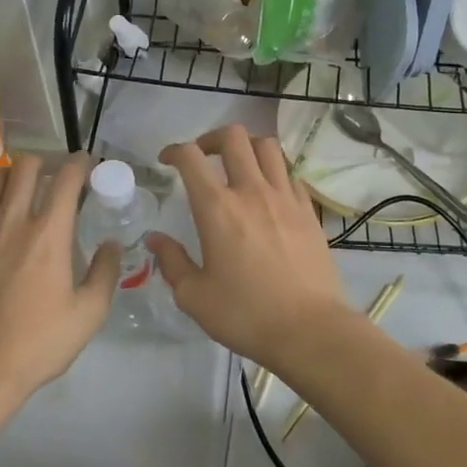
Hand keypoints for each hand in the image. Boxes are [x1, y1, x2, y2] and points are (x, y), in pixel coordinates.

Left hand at [0, 156, 119, 404]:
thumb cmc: (37, 343)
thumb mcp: (88, 315)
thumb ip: (104, 273)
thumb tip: (110, 244)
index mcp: (48, 233)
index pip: (67, 179)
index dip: (80, 164)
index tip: (86, 163)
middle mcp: (10, 220)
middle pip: (25, 167)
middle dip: (44, 163)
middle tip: (52, 178)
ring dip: (9, 179)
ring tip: (17, 194)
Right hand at [148, 126, 350, 372]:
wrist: (310, 330)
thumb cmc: (246, 315)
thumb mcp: (194, 296)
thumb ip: (172, 262)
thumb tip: (156, 239)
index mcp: (217, 209)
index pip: (191, 158)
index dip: (174, 150)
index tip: (166, 161)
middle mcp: (251, 192)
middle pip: (234, 137)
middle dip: (211, 138)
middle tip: (202, 157)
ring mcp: (285, 198)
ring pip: (267, 147)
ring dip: (246, 148)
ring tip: (237, 167)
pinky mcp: (308, 211)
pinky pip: (289, 173)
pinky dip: (273, 172)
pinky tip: (267, 193)